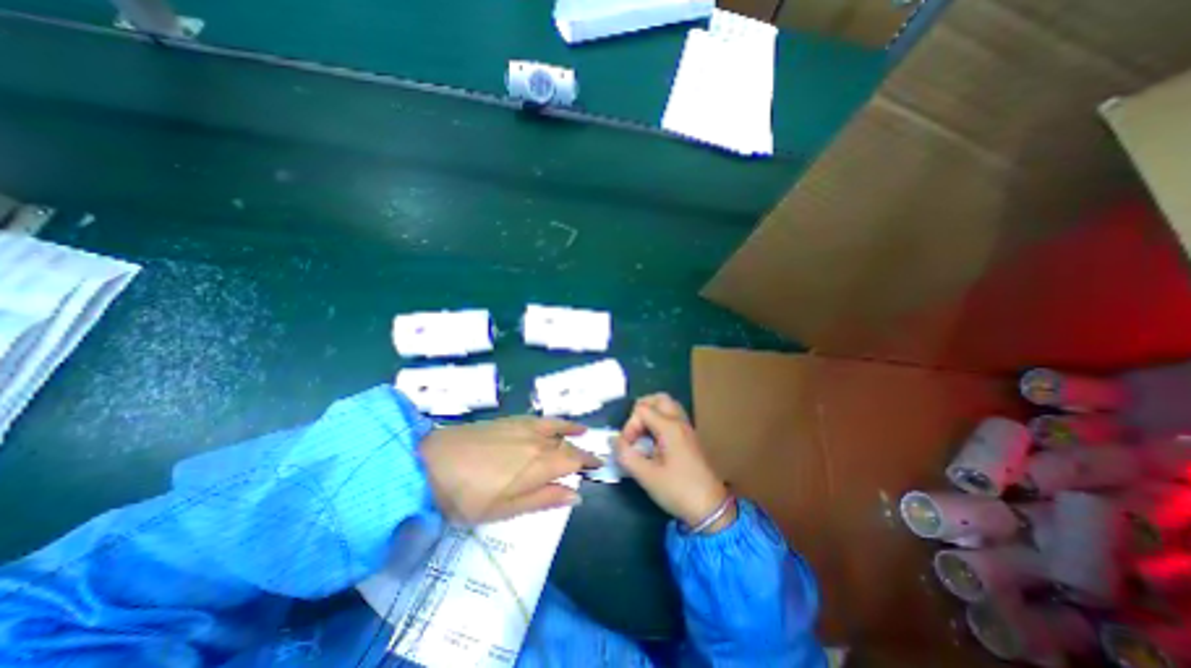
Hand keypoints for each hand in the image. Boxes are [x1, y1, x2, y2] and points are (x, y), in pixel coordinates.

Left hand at [420, 414, 604, 522]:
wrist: (430, 462)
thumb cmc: (467, 496)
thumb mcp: (505, 509)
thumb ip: (544, 499)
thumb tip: (576, 495)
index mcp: (540, 464)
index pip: (574, 460)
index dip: (588, 463)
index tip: (599, 465)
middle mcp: (538, 441)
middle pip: (566, 445)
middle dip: (581, 452)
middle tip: (590, 459)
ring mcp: (523, 427)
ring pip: (556, 427)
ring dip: (572, 432)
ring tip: (583, 433)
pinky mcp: (510, 420)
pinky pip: (540, 418)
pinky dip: (554, 420)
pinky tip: (555, 423)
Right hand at [615, 396, 735, 531]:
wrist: (712, 509)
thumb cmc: (678, 491)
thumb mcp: (647, 476)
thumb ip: (626, 455)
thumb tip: (613, 440)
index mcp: (669, 427)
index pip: (641, 410)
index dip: (629, 425)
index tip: (629, 447)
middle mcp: (679, 422)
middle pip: (659, 398)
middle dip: (641, 410)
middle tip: (634, 431)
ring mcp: (687, 429)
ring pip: (668, 406)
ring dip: (652, 414)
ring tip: (642, 435)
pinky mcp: (690, 438)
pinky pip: (673, 417)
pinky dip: (660, 421)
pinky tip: (654, 441)